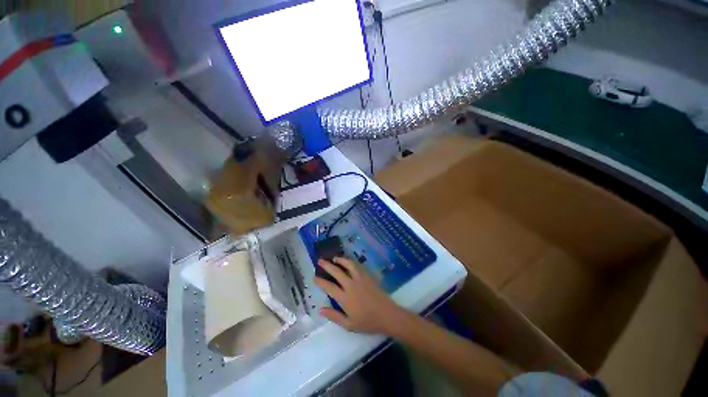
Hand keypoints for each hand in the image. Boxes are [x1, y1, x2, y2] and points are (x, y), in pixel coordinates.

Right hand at [314, 257, 405, 333]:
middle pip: (337, 271)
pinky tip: (349, 262)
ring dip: (340, 260)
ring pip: (348, 264)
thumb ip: (334, 316)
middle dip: (327, 265)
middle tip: (320, 261)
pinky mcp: (368, 275)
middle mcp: (351, 285)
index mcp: (345, 298)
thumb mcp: (349, 325)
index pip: (329, 287)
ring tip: (335, 258)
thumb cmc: (368, 322)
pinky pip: (358, 265)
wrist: (387, 315)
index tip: (314, 277)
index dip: (320, 281)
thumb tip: (320, 309)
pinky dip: (351, 262)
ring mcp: (360, 278)